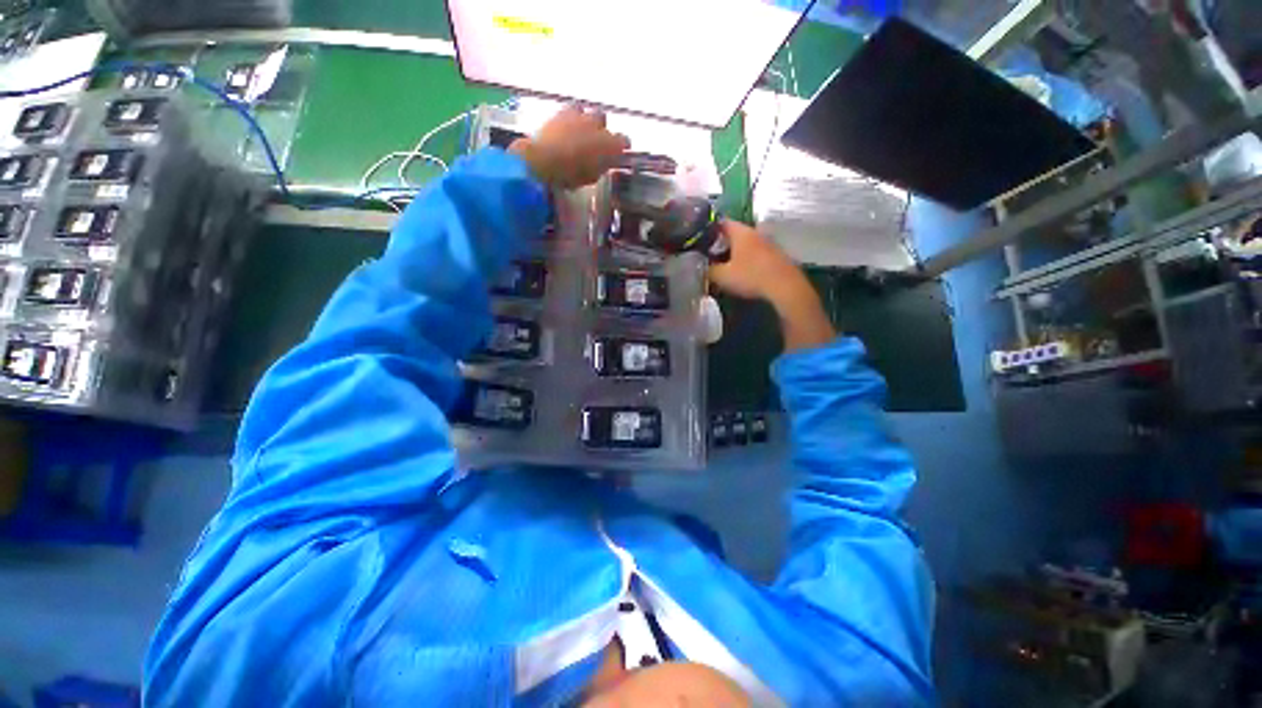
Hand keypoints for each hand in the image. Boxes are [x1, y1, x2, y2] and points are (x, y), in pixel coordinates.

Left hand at [510, 106, 629, 188]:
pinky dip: (574, 117)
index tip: (615, 154)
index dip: (620, 148)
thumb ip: (600, 167)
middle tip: (594, 144)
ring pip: (592, 114)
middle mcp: (601, 127)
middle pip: (605, 124)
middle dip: (601, 132)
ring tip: (580, 133)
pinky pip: (575, 109)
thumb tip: (603, 163)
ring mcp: (583, 116)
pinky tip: (567, 126)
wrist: (544, 159)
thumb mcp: (591, 177)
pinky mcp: (565, 110)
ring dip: (588, 122)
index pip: (624, 142)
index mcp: (611, 146)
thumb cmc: (570, 175)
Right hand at [709, 220, 808, 305]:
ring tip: (723, 266)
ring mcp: (768, 243)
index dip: (708, 230)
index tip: (699, 239)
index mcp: (741, 232)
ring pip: (745, 244)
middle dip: (721, 244)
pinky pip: (755, 254)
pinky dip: (746, 260)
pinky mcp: (776, 256)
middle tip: (708, 256)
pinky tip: (742, 272)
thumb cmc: (750, 276)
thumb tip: (699, 267)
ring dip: (735, 253)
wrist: (785, 286)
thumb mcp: (722, 276)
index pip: (721, 222)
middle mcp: (755, 232)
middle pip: (734, 234)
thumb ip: (708, 270)